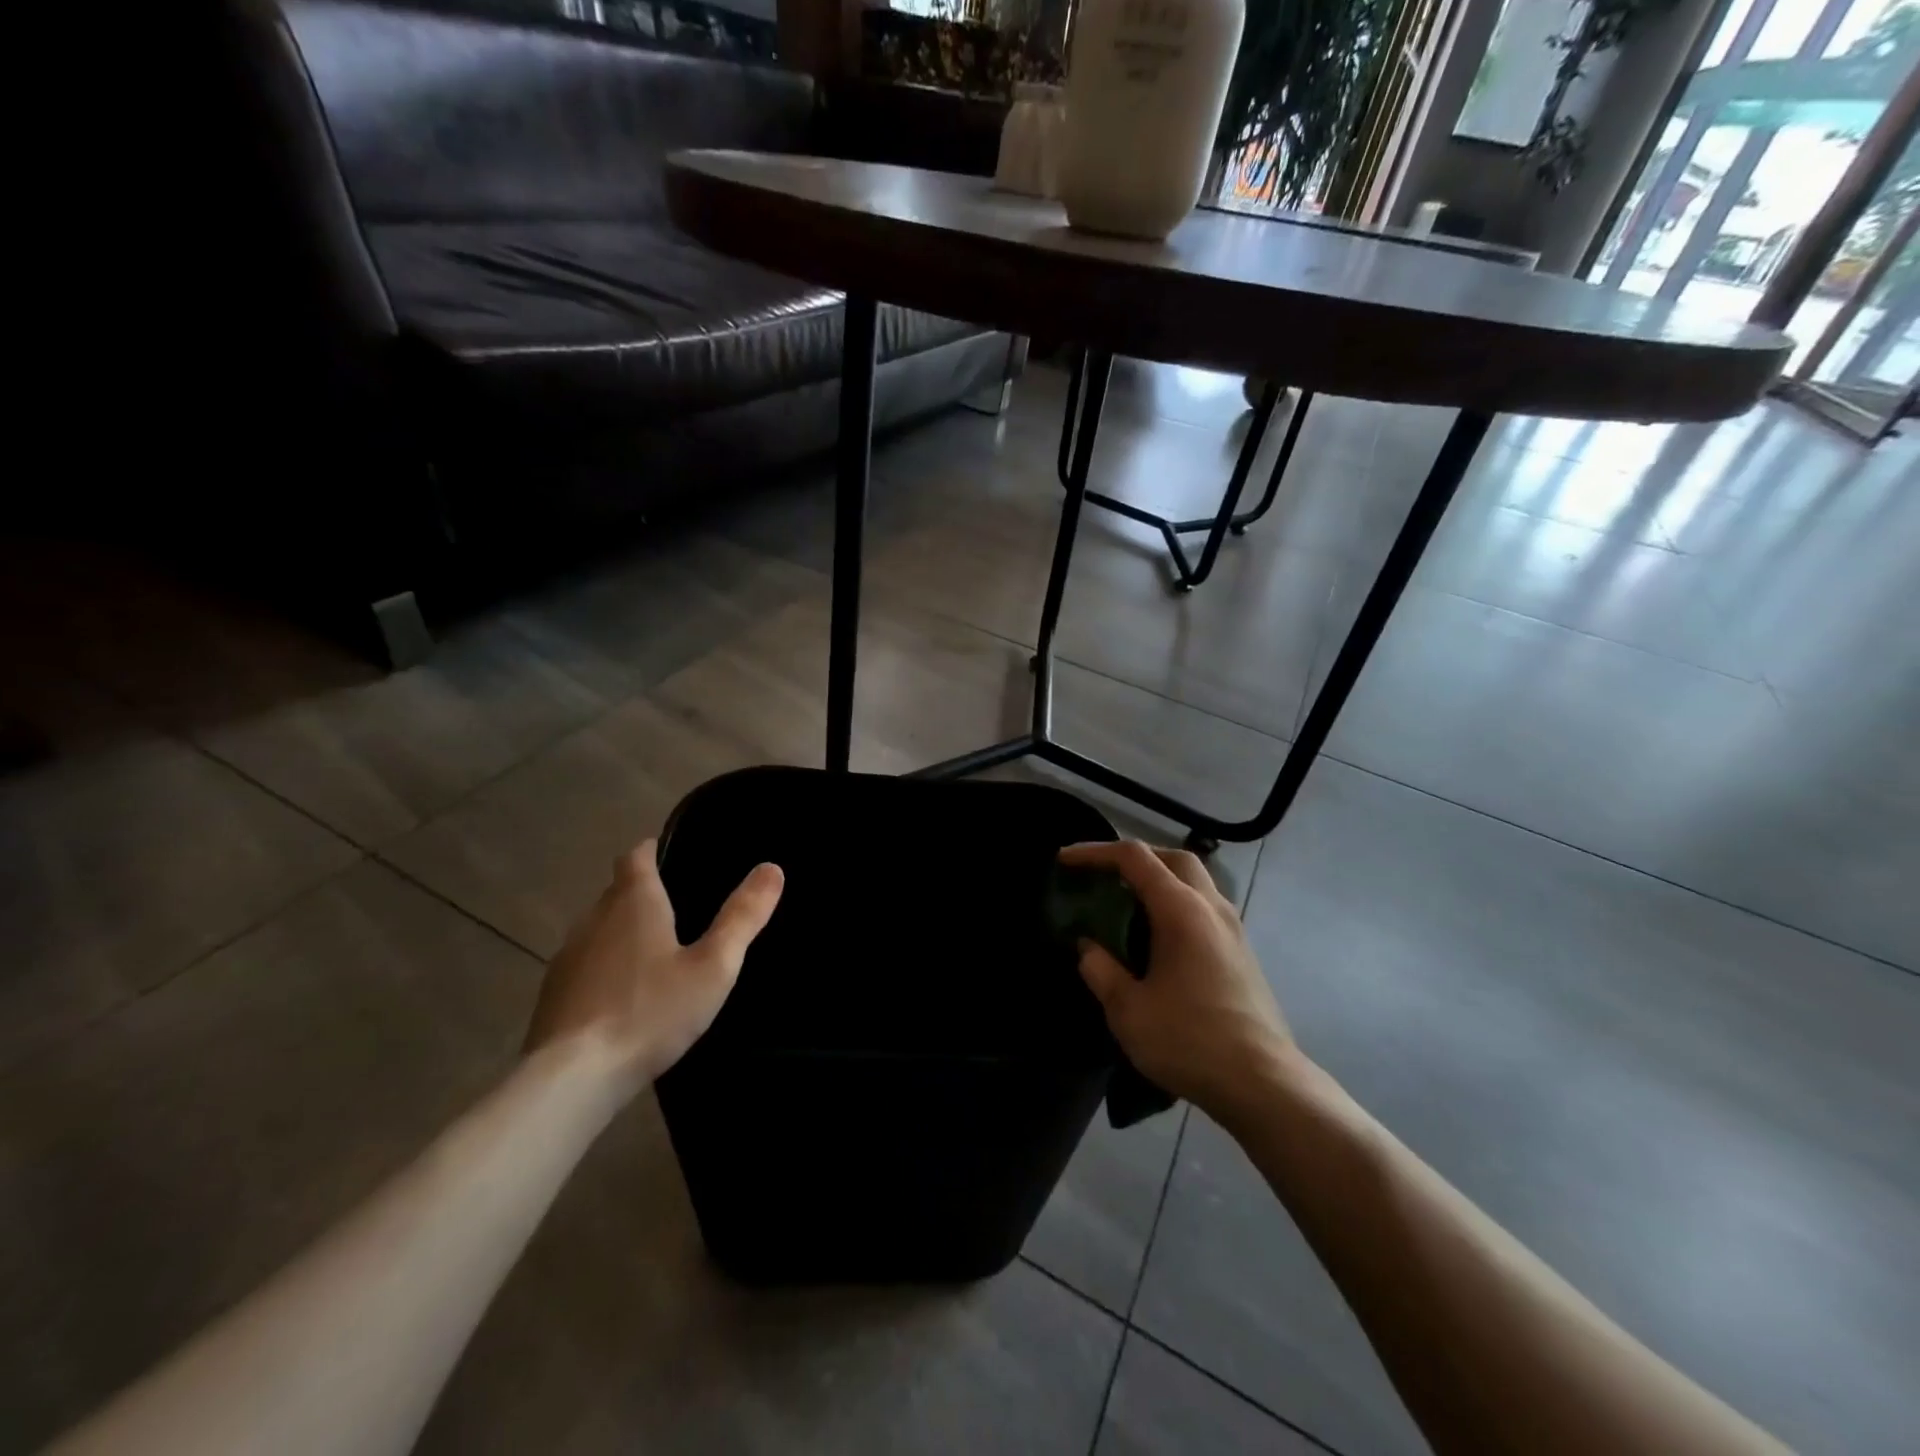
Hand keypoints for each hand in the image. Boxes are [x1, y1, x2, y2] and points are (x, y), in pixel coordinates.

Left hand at [525, 840, 783, 1089]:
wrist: (571, 1079)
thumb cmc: (650, 1012)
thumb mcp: (713, 967)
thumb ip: (742, 917)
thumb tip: (772, 868)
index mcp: (633, 903)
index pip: (636, 856)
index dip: (653, 850)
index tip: (673, 856)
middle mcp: (594, 919)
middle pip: (618, 892)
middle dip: (645, 895)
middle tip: (682, 911)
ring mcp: (568, 957)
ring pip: (601, 929)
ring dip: (624, 934)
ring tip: (658, 956)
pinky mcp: (553, 995)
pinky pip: (586, 965)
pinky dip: (606, 968)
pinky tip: (626, 997)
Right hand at [1061, 841, 1293, 1121]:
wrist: (1263, 1084)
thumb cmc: (1190, 1040)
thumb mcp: (1128, 1010)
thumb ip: (1101, 969)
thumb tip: (1088, 946)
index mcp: (1181, 910)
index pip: (1134, 858)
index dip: (1095, 852)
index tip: (1064, 860)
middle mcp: (1211, 908)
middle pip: (1174, 858)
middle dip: (1135, 857)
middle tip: (1103, 874)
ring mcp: (1233, 929)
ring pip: (1196, 881)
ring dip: (1160, 879)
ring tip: (1128, 903)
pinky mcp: (1242, 952)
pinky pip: (1205, 907)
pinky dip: (1177, 904)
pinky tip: (1159, 937)